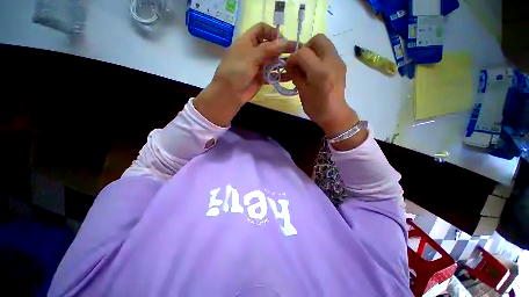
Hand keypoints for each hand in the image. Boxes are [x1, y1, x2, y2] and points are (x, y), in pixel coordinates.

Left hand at [194, 22, 294, 126]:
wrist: (230, 93)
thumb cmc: (237, 70)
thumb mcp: (252, 56)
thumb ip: (269, 49)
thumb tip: (285, 41)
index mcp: (247, 41)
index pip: (261, 29)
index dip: (272, 32)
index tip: (282, 40)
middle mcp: (253, 52)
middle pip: (269, 46)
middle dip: (282, 48)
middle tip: (296, 51)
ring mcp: (257, 66)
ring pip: (272, 61)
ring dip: (282, 62)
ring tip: (295, 64)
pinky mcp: (261, 78)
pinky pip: (272, 75)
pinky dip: (280, 75)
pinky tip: (290, 76)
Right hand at [285, 34, 366, 148]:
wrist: (335, 114)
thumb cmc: (316, 107)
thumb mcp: (303, 92)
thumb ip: (296, 75)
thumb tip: (290, 65)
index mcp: (319, 71)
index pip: (303, 53)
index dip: (293, 58)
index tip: (288, 66)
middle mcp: (331, 61)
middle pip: (318, 39)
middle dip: (305, 47)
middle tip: (299, 61)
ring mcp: (338, 61)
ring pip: (325, 43)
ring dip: (313, 50)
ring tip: (306, 65)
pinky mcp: (341, 65)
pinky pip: (329, 52)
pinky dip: (319, 56)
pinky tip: (315, 69)